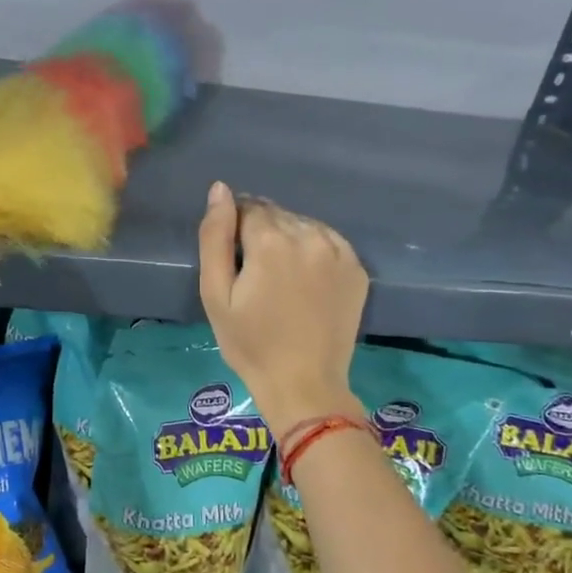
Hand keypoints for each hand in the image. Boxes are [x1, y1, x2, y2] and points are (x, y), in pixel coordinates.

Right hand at [197, 181, 367, 429]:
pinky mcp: (357, 269)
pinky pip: (328, 241)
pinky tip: (304, 278)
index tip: (233, 258)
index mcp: (271, 241)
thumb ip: (214, 237)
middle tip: (254, 272)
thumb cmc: (250, 343)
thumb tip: (220, 189)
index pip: (248, 208)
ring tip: (279, 276)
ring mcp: (339, 252)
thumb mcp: (216, 293)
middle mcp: (309, 236)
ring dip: (288, 238)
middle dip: (261, 232)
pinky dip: (313, 249)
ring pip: (303, 225)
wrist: (304, 383)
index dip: (235, 228)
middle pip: (277, 214)